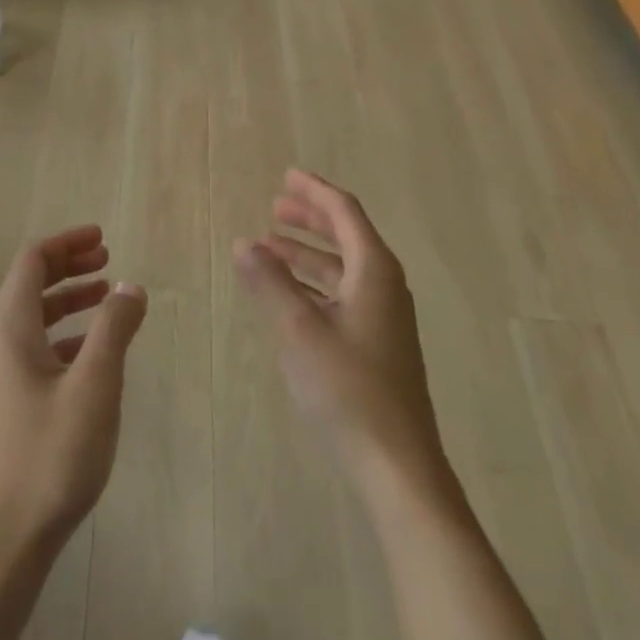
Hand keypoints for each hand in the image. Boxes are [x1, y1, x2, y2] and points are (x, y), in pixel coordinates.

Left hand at [0, 226, 147, 571]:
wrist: (3, 542)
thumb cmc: (50, 457)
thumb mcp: (95, 386)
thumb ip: (113, 329)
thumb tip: (129, 286)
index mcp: (9, 329)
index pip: (32, 262)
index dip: (67, 243)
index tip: (103, 239)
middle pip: (29, 285)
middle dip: (69, 267)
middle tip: (109, 261)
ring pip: (33, 319)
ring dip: (69, 301)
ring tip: (107, 298)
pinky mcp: (5, 405)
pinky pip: (35, 349)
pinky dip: (65, 336)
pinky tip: (93, 353)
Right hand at [235, 170, 450, 494]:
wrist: (396, 463)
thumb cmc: (347, 388)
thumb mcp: (299, 330)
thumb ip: (269, 283)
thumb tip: (243, 244)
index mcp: (375, 272)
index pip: (344, 213)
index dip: (314, 192)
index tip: (286, 176)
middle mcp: (384, 286)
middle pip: (347, 236)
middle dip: (310, 219)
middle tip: (274, 207)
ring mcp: (383, 317)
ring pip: (342, 268)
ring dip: (307, 253)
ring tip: (268, 246)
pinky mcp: (375, 344)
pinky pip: (341, 295)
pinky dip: (312, 284)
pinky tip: (287, 295)